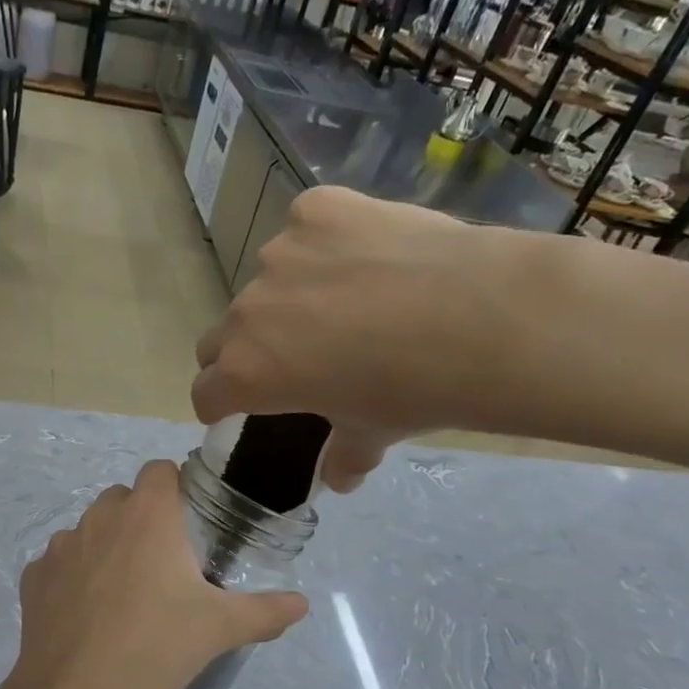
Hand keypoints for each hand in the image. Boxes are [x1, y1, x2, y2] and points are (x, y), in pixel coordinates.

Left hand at [0, 461, 307, 688]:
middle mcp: (100, 517)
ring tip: (122, 596)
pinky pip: (58, 565)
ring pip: (88, 530)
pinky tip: (85, 617)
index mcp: (147, 515)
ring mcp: (60, 546)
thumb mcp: (221, 629)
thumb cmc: (157, 647)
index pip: (159, 470)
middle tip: (161, 566)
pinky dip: (71, 579)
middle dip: (141, 520)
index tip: (188, 522)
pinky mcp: (33, 578)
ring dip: (105, 547)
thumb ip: (266, 611)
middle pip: (123, 499)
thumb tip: (302, 605)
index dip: (174, 488)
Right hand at [190, 186, 528, 490]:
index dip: (219, 403)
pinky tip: (369, 254)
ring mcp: (280, 254)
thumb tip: (339, 479)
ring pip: (267, 281)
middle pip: (222, 336)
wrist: (483, 318)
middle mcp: (247, 312)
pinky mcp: (317, 209)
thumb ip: (344, 456)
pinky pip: (306, 229)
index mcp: (248, 373)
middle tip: (292, 356)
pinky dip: (325, 244)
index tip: (235, 406)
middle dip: (244, 351)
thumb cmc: (415, 391)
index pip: (205, 392)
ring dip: (289, 296)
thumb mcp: (373, 433)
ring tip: (349, 299)